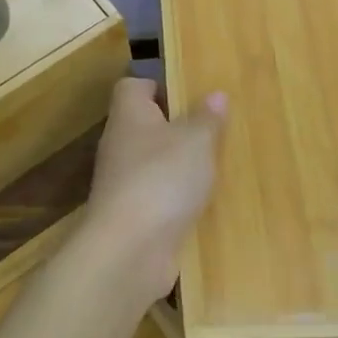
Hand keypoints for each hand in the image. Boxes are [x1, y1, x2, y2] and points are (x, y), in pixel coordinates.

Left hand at [82, 77, 225, 305]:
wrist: (128, 252)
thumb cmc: (161, 179)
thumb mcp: (196, 141)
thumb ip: (206, 118)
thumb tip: (214, 95)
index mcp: (129, 115)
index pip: (133, 87)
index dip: (159, 86)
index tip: (190, 94)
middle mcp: (120, 145)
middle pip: (146, 125)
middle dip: (178, 127)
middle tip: (215, 130)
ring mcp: (122, 184)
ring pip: (154, 163)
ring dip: (180, 166)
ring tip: (217, 166)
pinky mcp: (131, 217)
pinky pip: (158, 197)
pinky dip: (177, 199)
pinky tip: (205, 204)